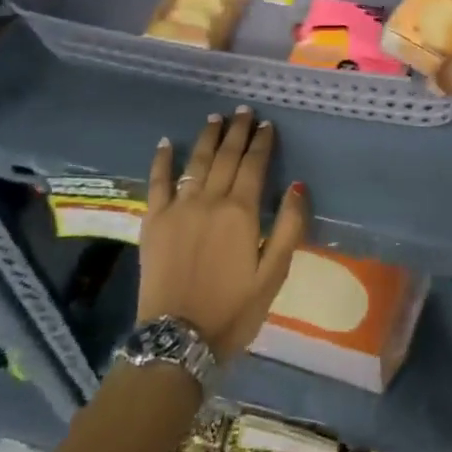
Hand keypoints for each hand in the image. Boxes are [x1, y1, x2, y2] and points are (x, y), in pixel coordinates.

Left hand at [138, 107, 309, 360]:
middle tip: (244, 111)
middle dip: (237, 131)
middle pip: (225, 156)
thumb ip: (288, 227)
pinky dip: (161, 160)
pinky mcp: (153, 221)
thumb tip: (298, 185)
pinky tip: (165, 143)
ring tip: (215, 117)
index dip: (262, 142)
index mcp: (241, 211)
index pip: (254, 165)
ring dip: (207, 137)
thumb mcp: (274, 274)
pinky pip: (157, 182)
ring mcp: (178, 208)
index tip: (267, 124)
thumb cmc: (234, 310)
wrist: (178, 340)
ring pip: (195, 162)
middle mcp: (209, 200)